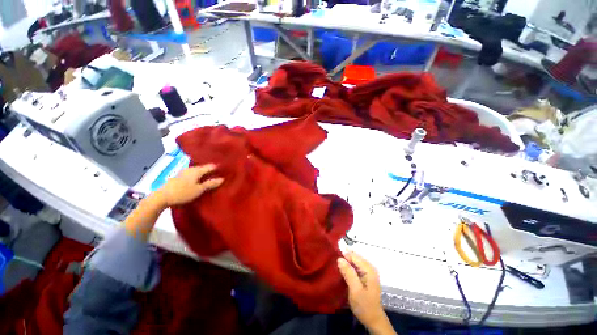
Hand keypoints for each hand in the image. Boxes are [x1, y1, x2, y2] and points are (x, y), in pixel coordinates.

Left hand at [155, 164, 223, 207]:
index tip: (225, 169)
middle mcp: (191, 169)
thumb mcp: (199, 189)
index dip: (218, 167)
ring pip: (197, 170)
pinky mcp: (179, 177)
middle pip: (203, 167)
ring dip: (203, 172)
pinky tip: (198, 179)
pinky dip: (197, 175)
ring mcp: (184, 172)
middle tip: (219, 172)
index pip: (210, 166)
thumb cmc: (183, 193)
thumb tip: (222, 179)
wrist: (162, 197)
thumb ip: (210, 183)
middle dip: (210, 169)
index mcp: (197, 170)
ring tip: (210, 176)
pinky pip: (192, 174)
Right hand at [338, 251, 395, 334]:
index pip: (354, 256)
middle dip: (344, 258)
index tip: (333, 257)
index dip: (343, 255)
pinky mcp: (365, 276)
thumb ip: (348, 273)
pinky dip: (348, 267)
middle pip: (354, 257)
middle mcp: (370, 268)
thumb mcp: (355, 290)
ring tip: (336, 264)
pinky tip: (342, 270)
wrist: (373, 320)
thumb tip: (339, 258)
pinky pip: (355, 267)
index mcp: (369, 269)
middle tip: (333, 261)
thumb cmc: (364, 306)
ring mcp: (368, 272)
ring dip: (346, 262)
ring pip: (354, 261)